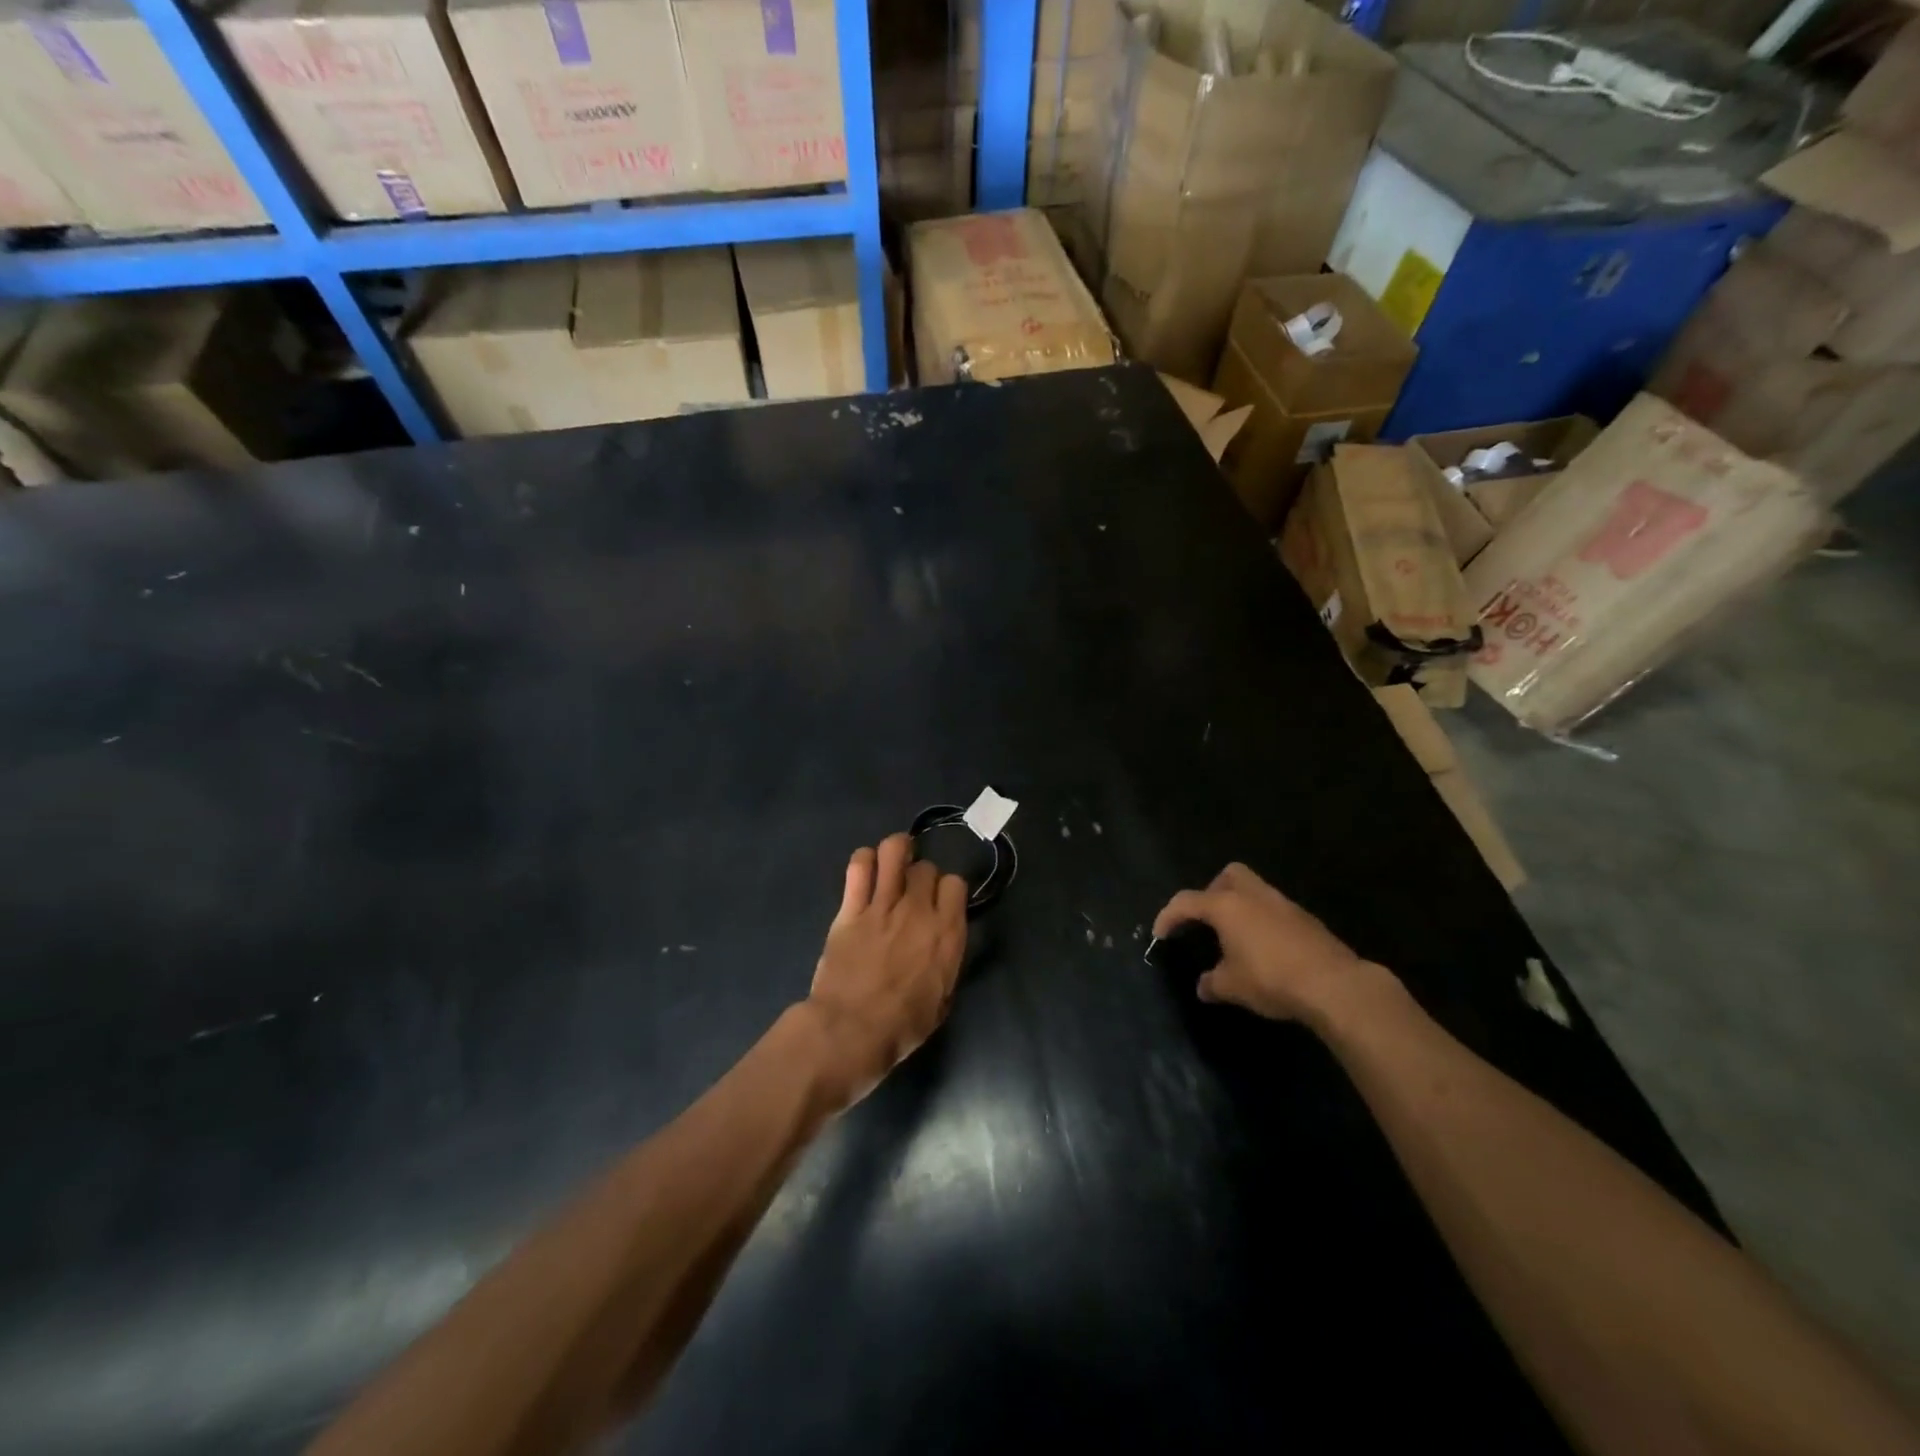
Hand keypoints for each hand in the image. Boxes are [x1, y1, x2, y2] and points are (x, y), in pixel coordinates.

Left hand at [805, 833, 967, 1105]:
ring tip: (893, 859)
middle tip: (911, 892)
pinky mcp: (851, 908)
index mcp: (947, 933)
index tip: (940, 902)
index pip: (956, 883)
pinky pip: (859, 866)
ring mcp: (883, 905)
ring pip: (895, 851)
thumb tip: (943, 947)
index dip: (948, 890)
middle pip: (927, 868)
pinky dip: (864, 860)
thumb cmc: (901, 1027)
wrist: (850, 1031)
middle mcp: (919, 910)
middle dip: (921, 876)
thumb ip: (946, 963)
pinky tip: (866, 869)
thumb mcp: (942, 1001)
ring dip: (897, 850)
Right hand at [1153, 863, 1374, 1025]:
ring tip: (1236, 936)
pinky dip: (1263, 921)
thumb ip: (1212, 983)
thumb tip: (1204, 986)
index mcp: (1226, 906)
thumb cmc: (1271, 979)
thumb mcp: (1232, 987)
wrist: (1333, 985)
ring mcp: (1283, 904)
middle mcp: (1253, 896)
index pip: (1186, 902)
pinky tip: (1264, 949)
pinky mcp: (1305, 918)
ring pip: (1255, 889)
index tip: (1160, 934)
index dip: (1168, 916)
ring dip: (1241, 906)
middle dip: (1212, 892)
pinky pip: (1274, 910)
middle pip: (1228, 876)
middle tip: (1208, 921)